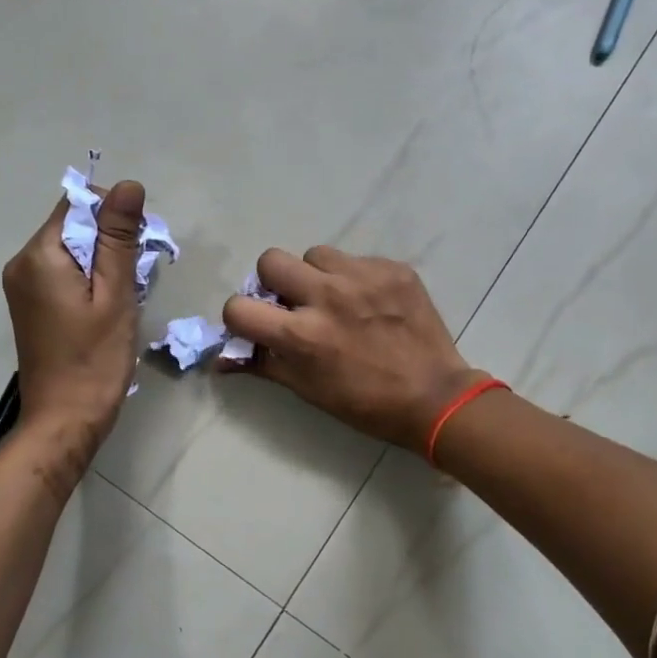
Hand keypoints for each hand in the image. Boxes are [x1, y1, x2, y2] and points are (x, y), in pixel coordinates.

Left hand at [2, 180, 146, 462]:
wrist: (64, 421)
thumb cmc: (95, 360)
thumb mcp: (115, 295)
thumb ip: (119, 238)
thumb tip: (128, 185)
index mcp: (39, 255)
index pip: (77, 203)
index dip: (113, 216)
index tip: (137, 250)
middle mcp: (22, 263)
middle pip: (72, 225)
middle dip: (109, 241)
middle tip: (135, 279)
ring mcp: (22, 286)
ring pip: (70, 250)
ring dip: (102, 262)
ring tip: (122, 298)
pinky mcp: (30, 306)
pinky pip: (62, 273)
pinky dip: (88, 280)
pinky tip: (104, 309)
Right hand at [221, 246, 483, 453]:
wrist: (435, 396)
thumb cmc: (364, 403)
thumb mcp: (307, 389)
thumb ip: (262, 365)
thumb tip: (221, 359)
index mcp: (301, 335)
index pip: (238, 307)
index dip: (241, 316)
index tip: (258, 324)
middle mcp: (326, 297)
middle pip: (271, 260)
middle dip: (274, 282)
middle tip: (295, 302)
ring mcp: (362, 277)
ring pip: (315, 254)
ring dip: (316, 275)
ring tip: (337, 299)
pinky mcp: (392, 268)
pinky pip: (356, 259)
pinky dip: (354, 278)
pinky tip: (371, 303)